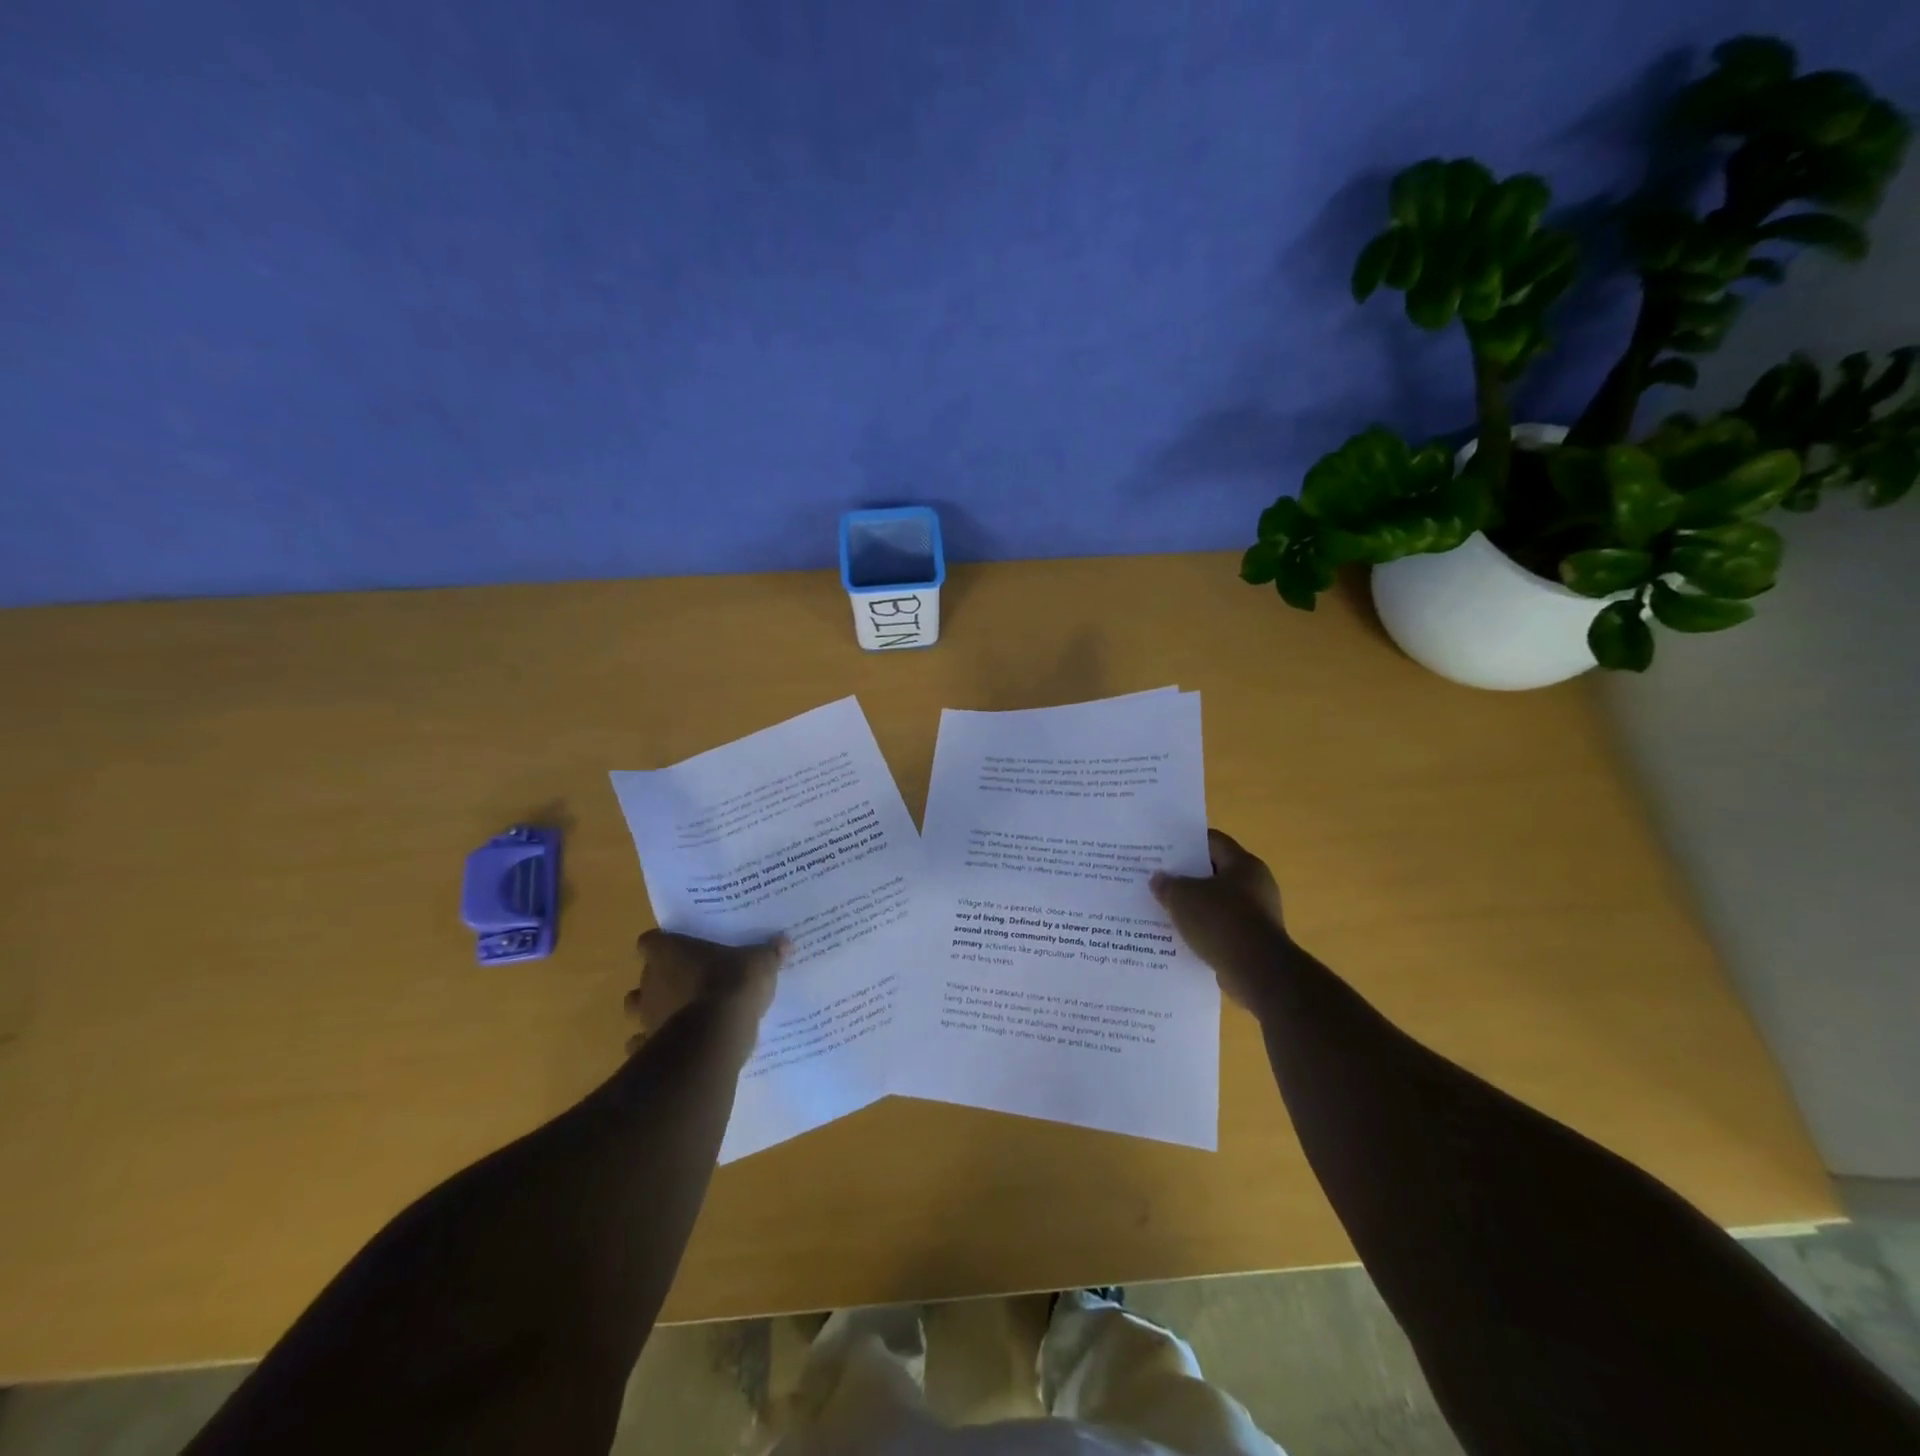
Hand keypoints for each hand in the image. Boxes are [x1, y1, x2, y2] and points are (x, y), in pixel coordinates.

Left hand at [624, 930, 788, 1051]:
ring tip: (679, 1014)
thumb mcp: (760, 963)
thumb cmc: (733, 985)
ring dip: (652, 1011)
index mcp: (668, 953)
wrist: (717, 1035)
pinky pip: (643, 1044)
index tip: (679, 948)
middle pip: (644, 976)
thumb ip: (768, 952)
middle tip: (687, 982)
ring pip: (636, 1009)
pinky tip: (674, 1046)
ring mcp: (646, 1016)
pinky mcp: (649, 1046)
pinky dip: (654, 1044)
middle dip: (660, 980)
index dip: (662, 944)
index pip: (649, 941)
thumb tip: (784, 942)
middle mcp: (650, 981)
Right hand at [1150, 829, 1293, 1014]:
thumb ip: (1167, 884)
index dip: (1186, 842)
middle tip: (1158, 880)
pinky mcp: (1255, 942)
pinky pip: (1222, 929)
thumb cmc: (1221, 922)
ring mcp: (1258, 916)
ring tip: (1164, 910)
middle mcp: (1256, 885)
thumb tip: (1159, 879)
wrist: (1259, 973)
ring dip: (1194, 907)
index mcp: (1244, 864)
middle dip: (1186, 877)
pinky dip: (1204, 931)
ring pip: (1217, 904)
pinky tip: (1181, 938)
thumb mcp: (1182, 897)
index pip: (1213, 841)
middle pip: (1215, 873)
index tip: (1162, 849)